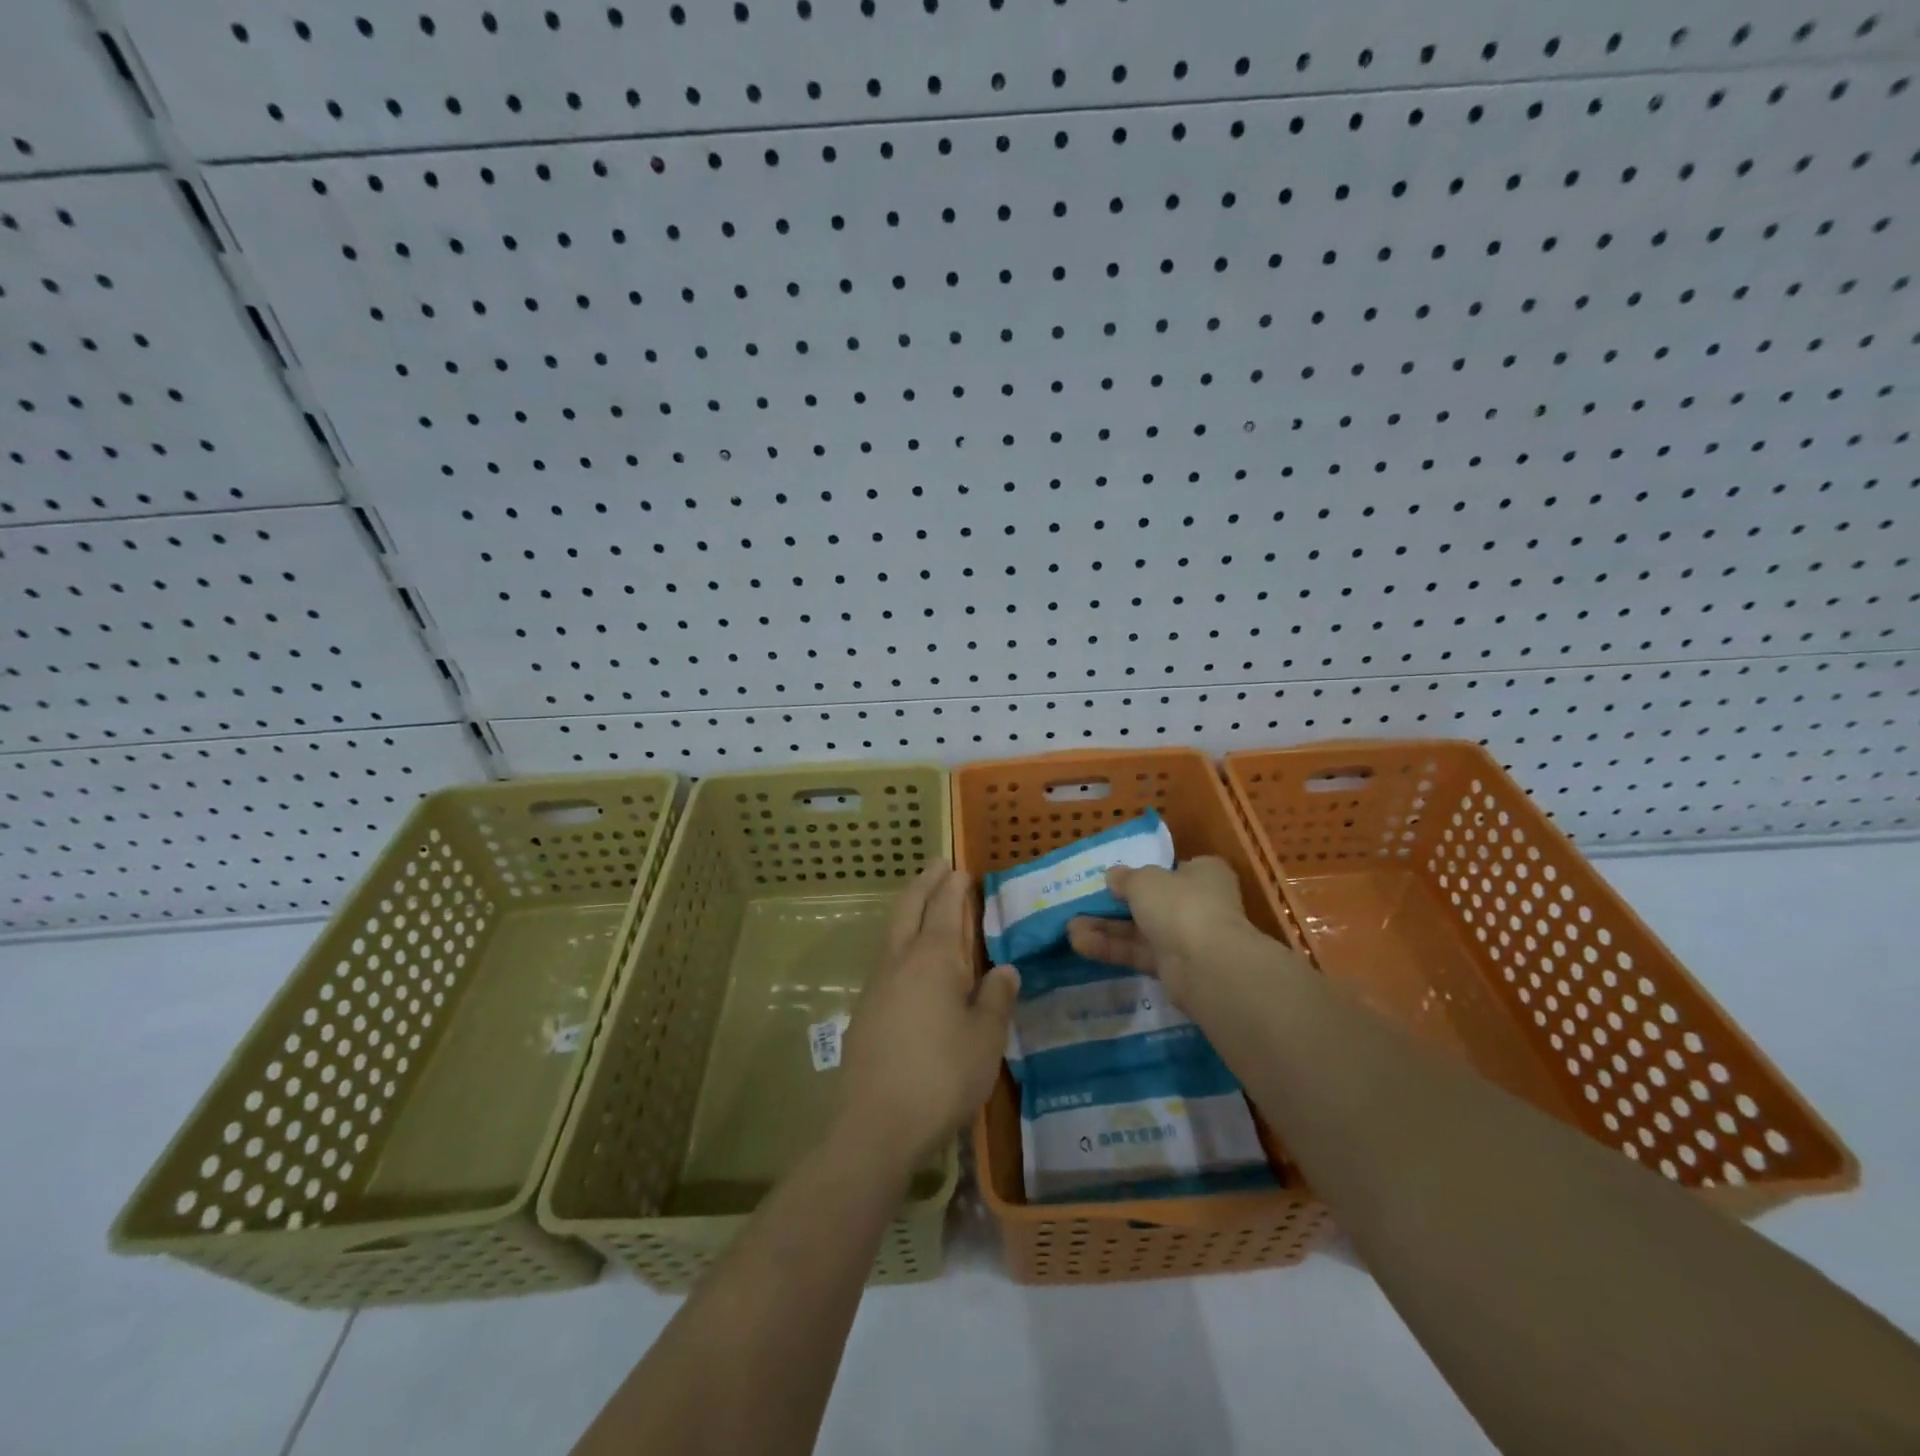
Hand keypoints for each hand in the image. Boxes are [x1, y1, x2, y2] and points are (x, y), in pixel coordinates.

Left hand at [838, 865, 1018, 1172]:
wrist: (875, 1124)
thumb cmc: (941, 1076)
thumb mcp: (985, 1039)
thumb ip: (995, 998)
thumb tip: (1004, 969)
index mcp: (933, 958)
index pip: (944, 908)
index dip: (954, 886)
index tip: (961, 868)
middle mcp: (900, 960)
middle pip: (909, 907)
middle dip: (924, 882)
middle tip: (938, 864)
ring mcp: (876, 984)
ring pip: (892, 931)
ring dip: (909, 909)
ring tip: (924, 903)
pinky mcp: (864, 1010)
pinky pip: (886, 958)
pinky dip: (900, 941)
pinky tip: (911, 961)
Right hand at [1067, 856, 1249, 1005]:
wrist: (1207, 965)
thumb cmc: (1180, 904)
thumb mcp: (1144, 880)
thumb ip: (1126, 878)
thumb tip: (1113, 876)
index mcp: (1203, 874)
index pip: (1176, 868)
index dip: (1149, 871)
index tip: (1120, 876)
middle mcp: (1199, 904)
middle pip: (1152, 901)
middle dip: (1116, 904)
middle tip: (1084, 904)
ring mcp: (1187, 937)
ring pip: (1140, 930)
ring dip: (1106, 928)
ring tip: (1070, 928)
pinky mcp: (1174, 967)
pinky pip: (1138, 953)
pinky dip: (1112, 948)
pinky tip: (1081, 944)